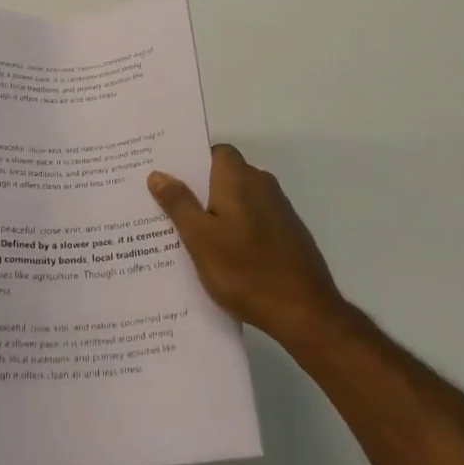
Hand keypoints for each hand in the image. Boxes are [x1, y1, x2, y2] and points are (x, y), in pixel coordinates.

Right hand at [149, 144, 345, 350]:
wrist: (305, 312)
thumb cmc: (245, 270)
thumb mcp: (200, 238)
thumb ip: (179, 203)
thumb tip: (158, 174)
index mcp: (239, 178)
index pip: (215, 152)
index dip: (193, 162)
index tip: (169, 179)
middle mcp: (262, 184)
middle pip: (225, 175)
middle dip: (199, 190)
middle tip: (169, 209)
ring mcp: (279, 209)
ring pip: (239, 200)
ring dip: (218, 212)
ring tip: (190, 237)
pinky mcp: (288, 233)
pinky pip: (254, 219)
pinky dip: (237, 229)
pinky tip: (223, 257)